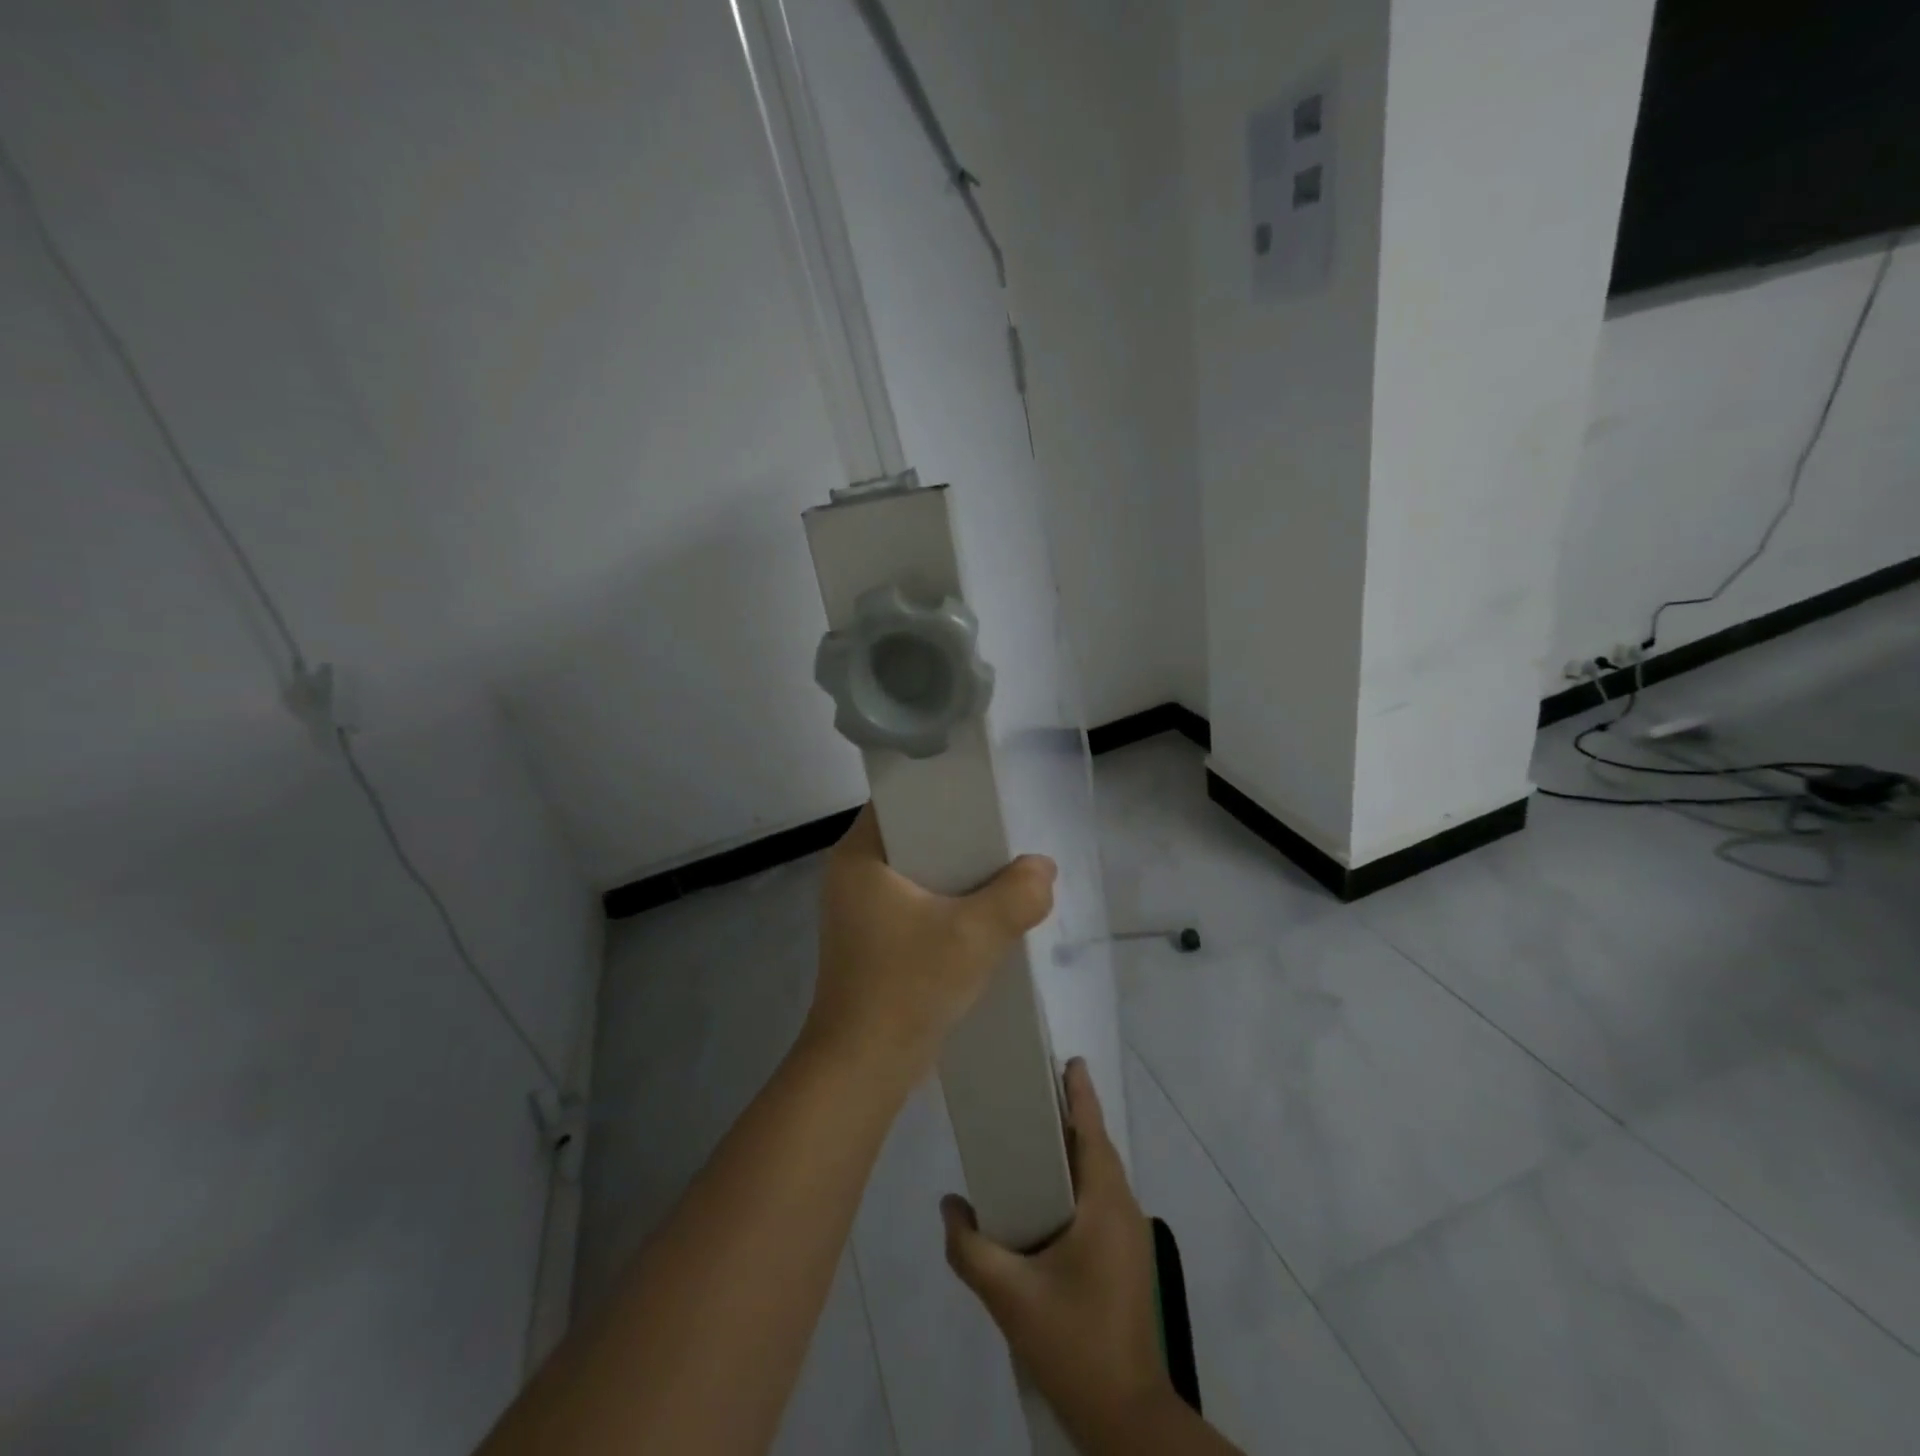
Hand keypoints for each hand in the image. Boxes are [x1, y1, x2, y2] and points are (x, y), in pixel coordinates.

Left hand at [805, 805, 1055, 1090]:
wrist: (864, 1069)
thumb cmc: (908, 987)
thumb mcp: (975, 935)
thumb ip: (1018, 894)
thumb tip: (1042, 869)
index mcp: (859, 855)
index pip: (902, 798)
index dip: (944, 791)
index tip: (986, 797)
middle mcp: (852, 875)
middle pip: (915, 835)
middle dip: (961, 838)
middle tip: (1005, 837)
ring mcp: (860, 911)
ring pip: (919, 873)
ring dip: (958, 876)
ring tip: (1003, 872)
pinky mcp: (873, 941)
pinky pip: (916, 904)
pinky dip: (946, 905)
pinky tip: (982, 915)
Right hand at [941, 1060, 1172, 1445]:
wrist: (1125, 1415)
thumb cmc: (1073, 1341)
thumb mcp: (1009, 1296)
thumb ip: (970, 1248)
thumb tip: (949, 1205)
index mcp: (1104, 1204)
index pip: (1092, 1131)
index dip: (1080, 1092)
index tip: (1066, 1059)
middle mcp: (1124, 1209)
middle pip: (1096, 1147)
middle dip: (1071, 1115)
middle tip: (1034, 1091)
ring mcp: (1131, 1236)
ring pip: (1100, 1175)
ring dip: (1074, 1150)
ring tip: (1035, 1137)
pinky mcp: (1127, 1258)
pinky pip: (1100, 1200)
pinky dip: (1077, 1181)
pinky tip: (1048, 1198)